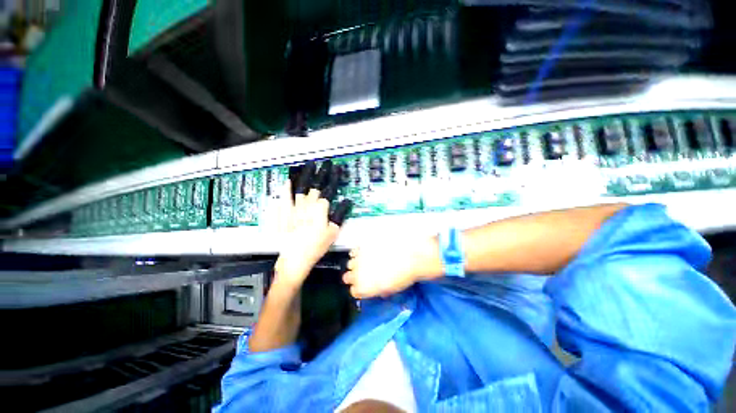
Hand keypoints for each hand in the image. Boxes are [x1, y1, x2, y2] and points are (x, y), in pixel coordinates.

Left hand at [274, 161, 351, 287]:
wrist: (295, 258)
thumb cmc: (317, 246)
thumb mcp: (333, 232)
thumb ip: (340, 215)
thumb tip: (347, 201)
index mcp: (320, 209)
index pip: (329, 190)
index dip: (333, 178)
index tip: (336, 168)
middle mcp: (307, 205)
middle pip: (315, 186)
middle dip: (320, 173)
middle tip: (324, 163)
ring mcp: (294, 208)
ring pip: (300, 188)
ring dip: (304, 176)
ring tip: (308, 165)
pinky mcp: (284, 214)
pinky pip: (285, 198)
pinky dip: (286, 189)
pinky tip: (287, 181)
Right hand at [343, 237, 441, 298]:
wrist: (411, 254)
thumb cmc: (404, 275)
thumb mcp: (392, 288)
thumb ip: (380, 290)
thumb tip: (378, 289)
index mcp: (364, 288)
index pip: (354, 291)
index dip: (359, 289)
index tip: (365, 286)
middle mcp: (357, 273)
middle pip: (347, 276)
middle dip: (355, 275)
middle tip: (365, 272)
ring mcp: (358, 257)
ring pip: (350, 261)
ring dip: (356, 262)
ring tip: (366, 259)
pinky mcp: (362, 244)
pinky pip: (355, 249)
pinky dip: (359, 251)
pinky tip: (367, 250)